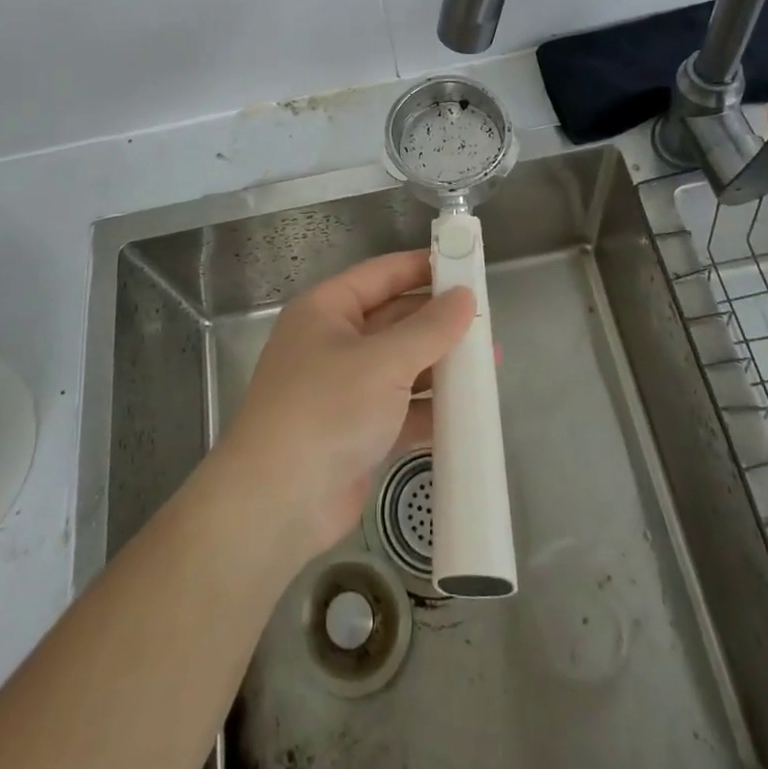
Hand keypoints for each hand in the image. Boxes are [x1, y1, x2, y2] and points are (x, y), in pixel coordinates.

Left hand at [214, 251, 473, 563]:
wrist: (277, 503)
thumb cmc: (326, 410)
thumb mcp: (383, 362)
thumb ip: (429, 329)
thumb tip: (465, 296)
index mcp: (326, 309)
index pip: (382, 274)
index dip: (424, 267)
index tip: (467, 264)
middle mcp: (333, 342)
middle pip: (394, 319)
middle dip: (438, 322)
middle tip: (487, 321)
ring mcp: (344, 389)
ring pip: (401, 365)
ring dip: (440, 366)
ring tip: (490, 365)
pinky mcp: (356, 431)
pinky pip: (401, 408)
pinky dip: (430, 408)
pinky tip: (469, 411)